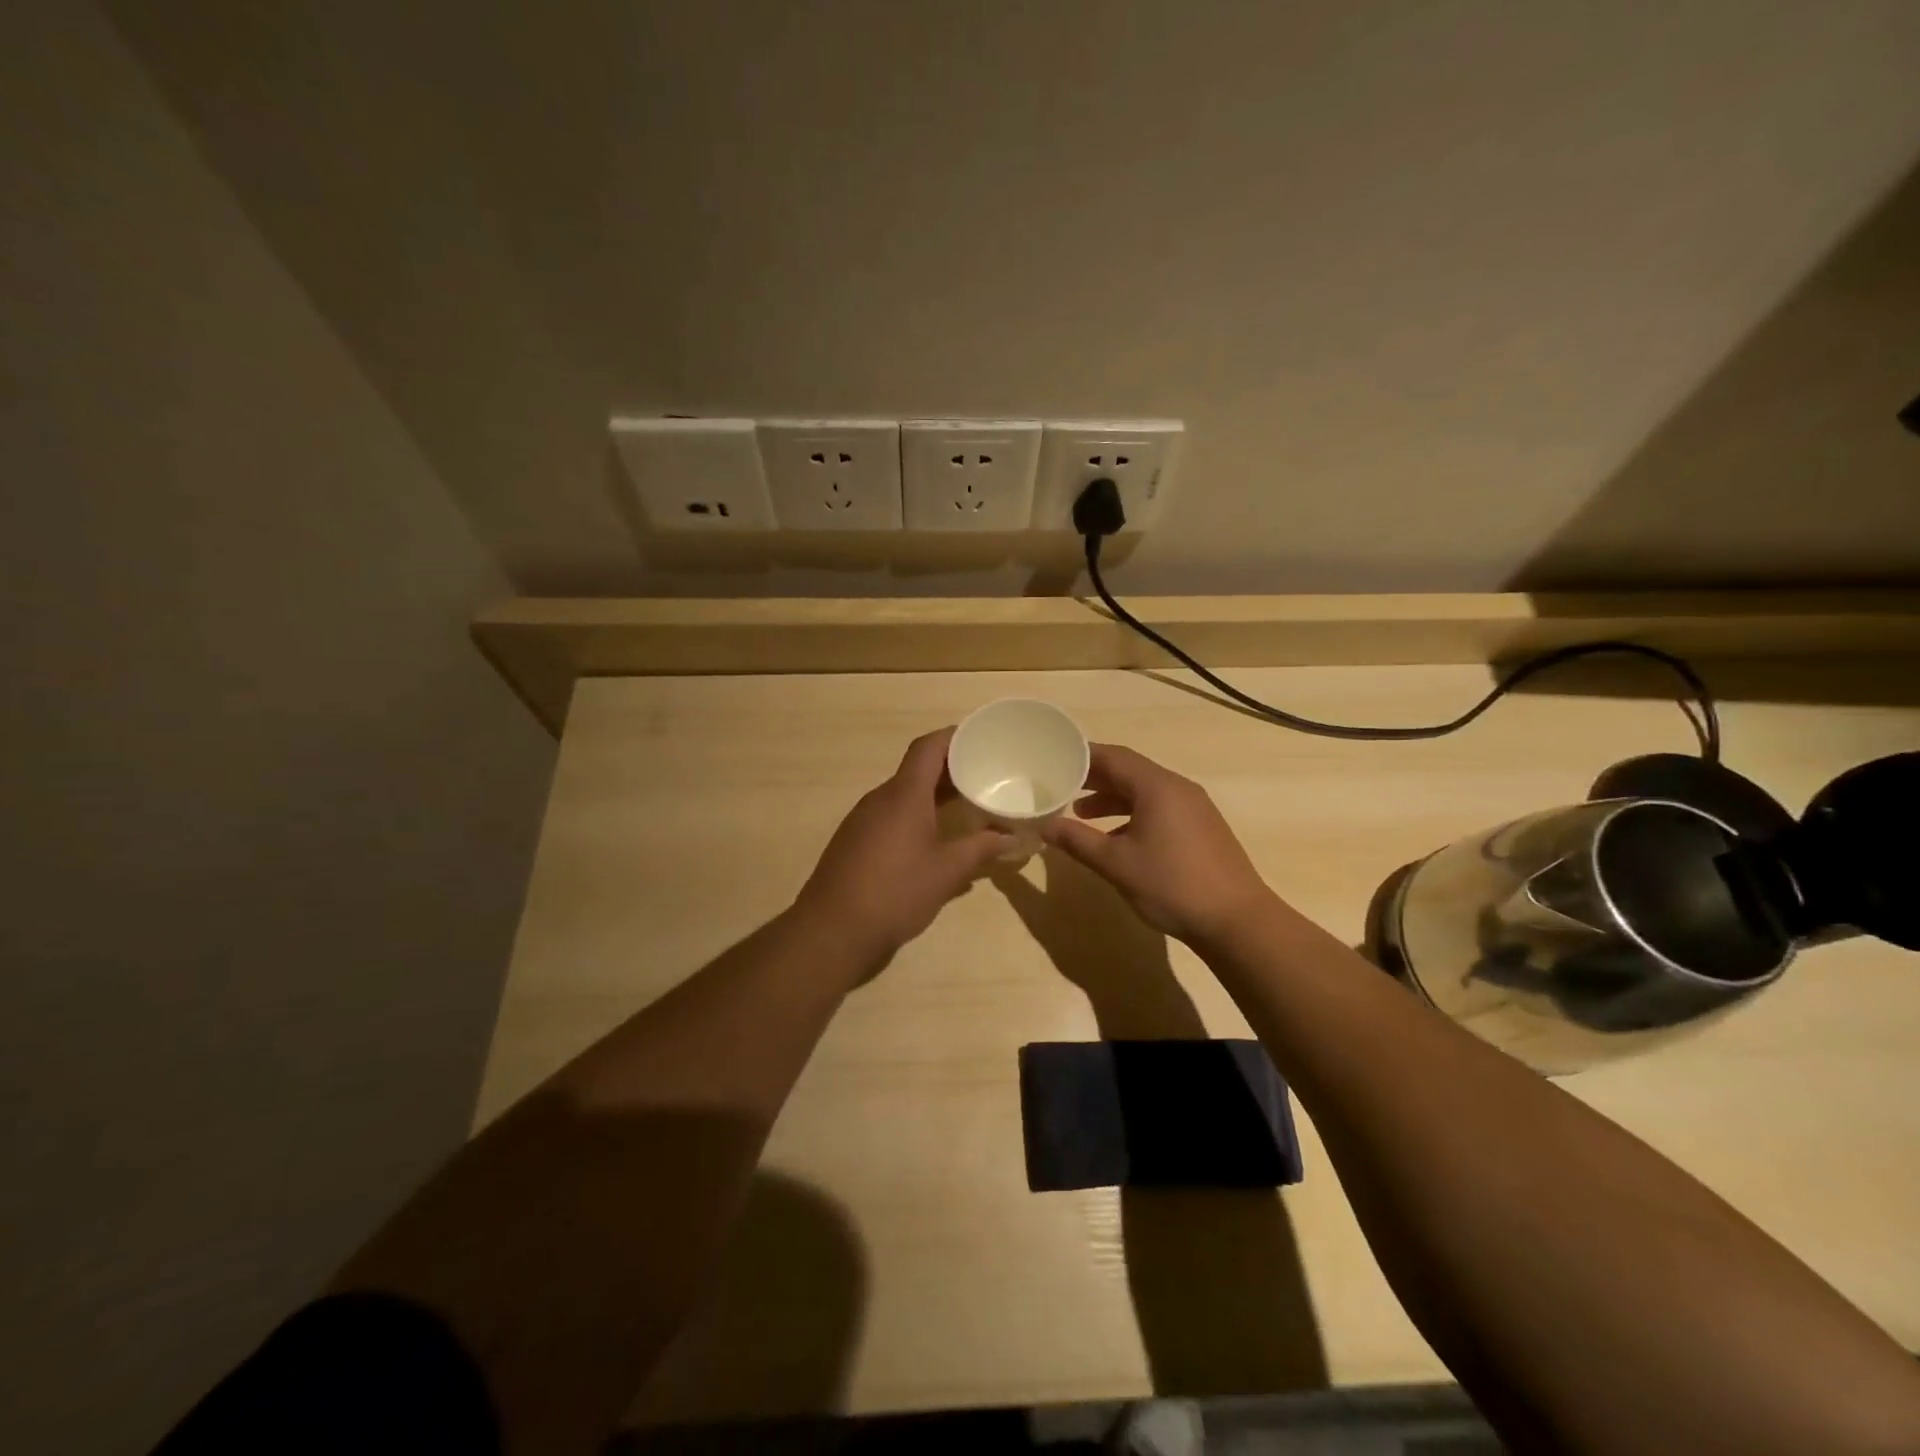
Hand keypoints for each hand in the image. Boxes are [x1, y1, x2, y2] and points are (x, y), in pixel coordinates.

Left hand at [794, 728, 1011, 963]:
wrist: (832, 931)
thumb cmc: (895, 893)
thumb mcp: (947, 872)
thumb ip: (981, 849)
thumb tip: (1012, 837)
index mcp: (903, 795)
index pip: (928, 747)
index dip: (955, 736)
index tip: (982, 738)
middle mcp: (880, 799)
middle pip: (917, 769)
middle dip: (951, 769)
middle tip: (986, 774)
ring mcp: (863, 820)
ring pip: (904, 795)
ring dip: (934, 795)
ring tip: (968, 805)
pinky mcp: (855, 842)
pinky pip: (891, 816)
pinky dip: (917, 816)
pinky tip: (937, 840)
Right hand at [1041, 743, 1276, 944]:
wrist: (1237, 920)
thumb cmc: (1171, 885)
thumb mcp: (1116, 863)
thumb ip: (1077, 840)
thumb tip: (1045, 825)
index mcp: (1157, 787)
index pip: (1114, 757)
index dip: (1082, 756)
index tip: (1055, 759)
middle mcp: (1178, 788)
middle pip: (1130, 771)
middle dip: (1095, 778)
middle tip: (1061, 784)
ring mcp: (1194, 808)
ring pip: (1145, 791)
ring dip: (1113, 798)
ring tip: (1081, 813)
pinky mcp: (1202, 828)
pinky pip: (1160, 808)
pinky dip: (1133, 813)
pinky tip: (1118, 837)